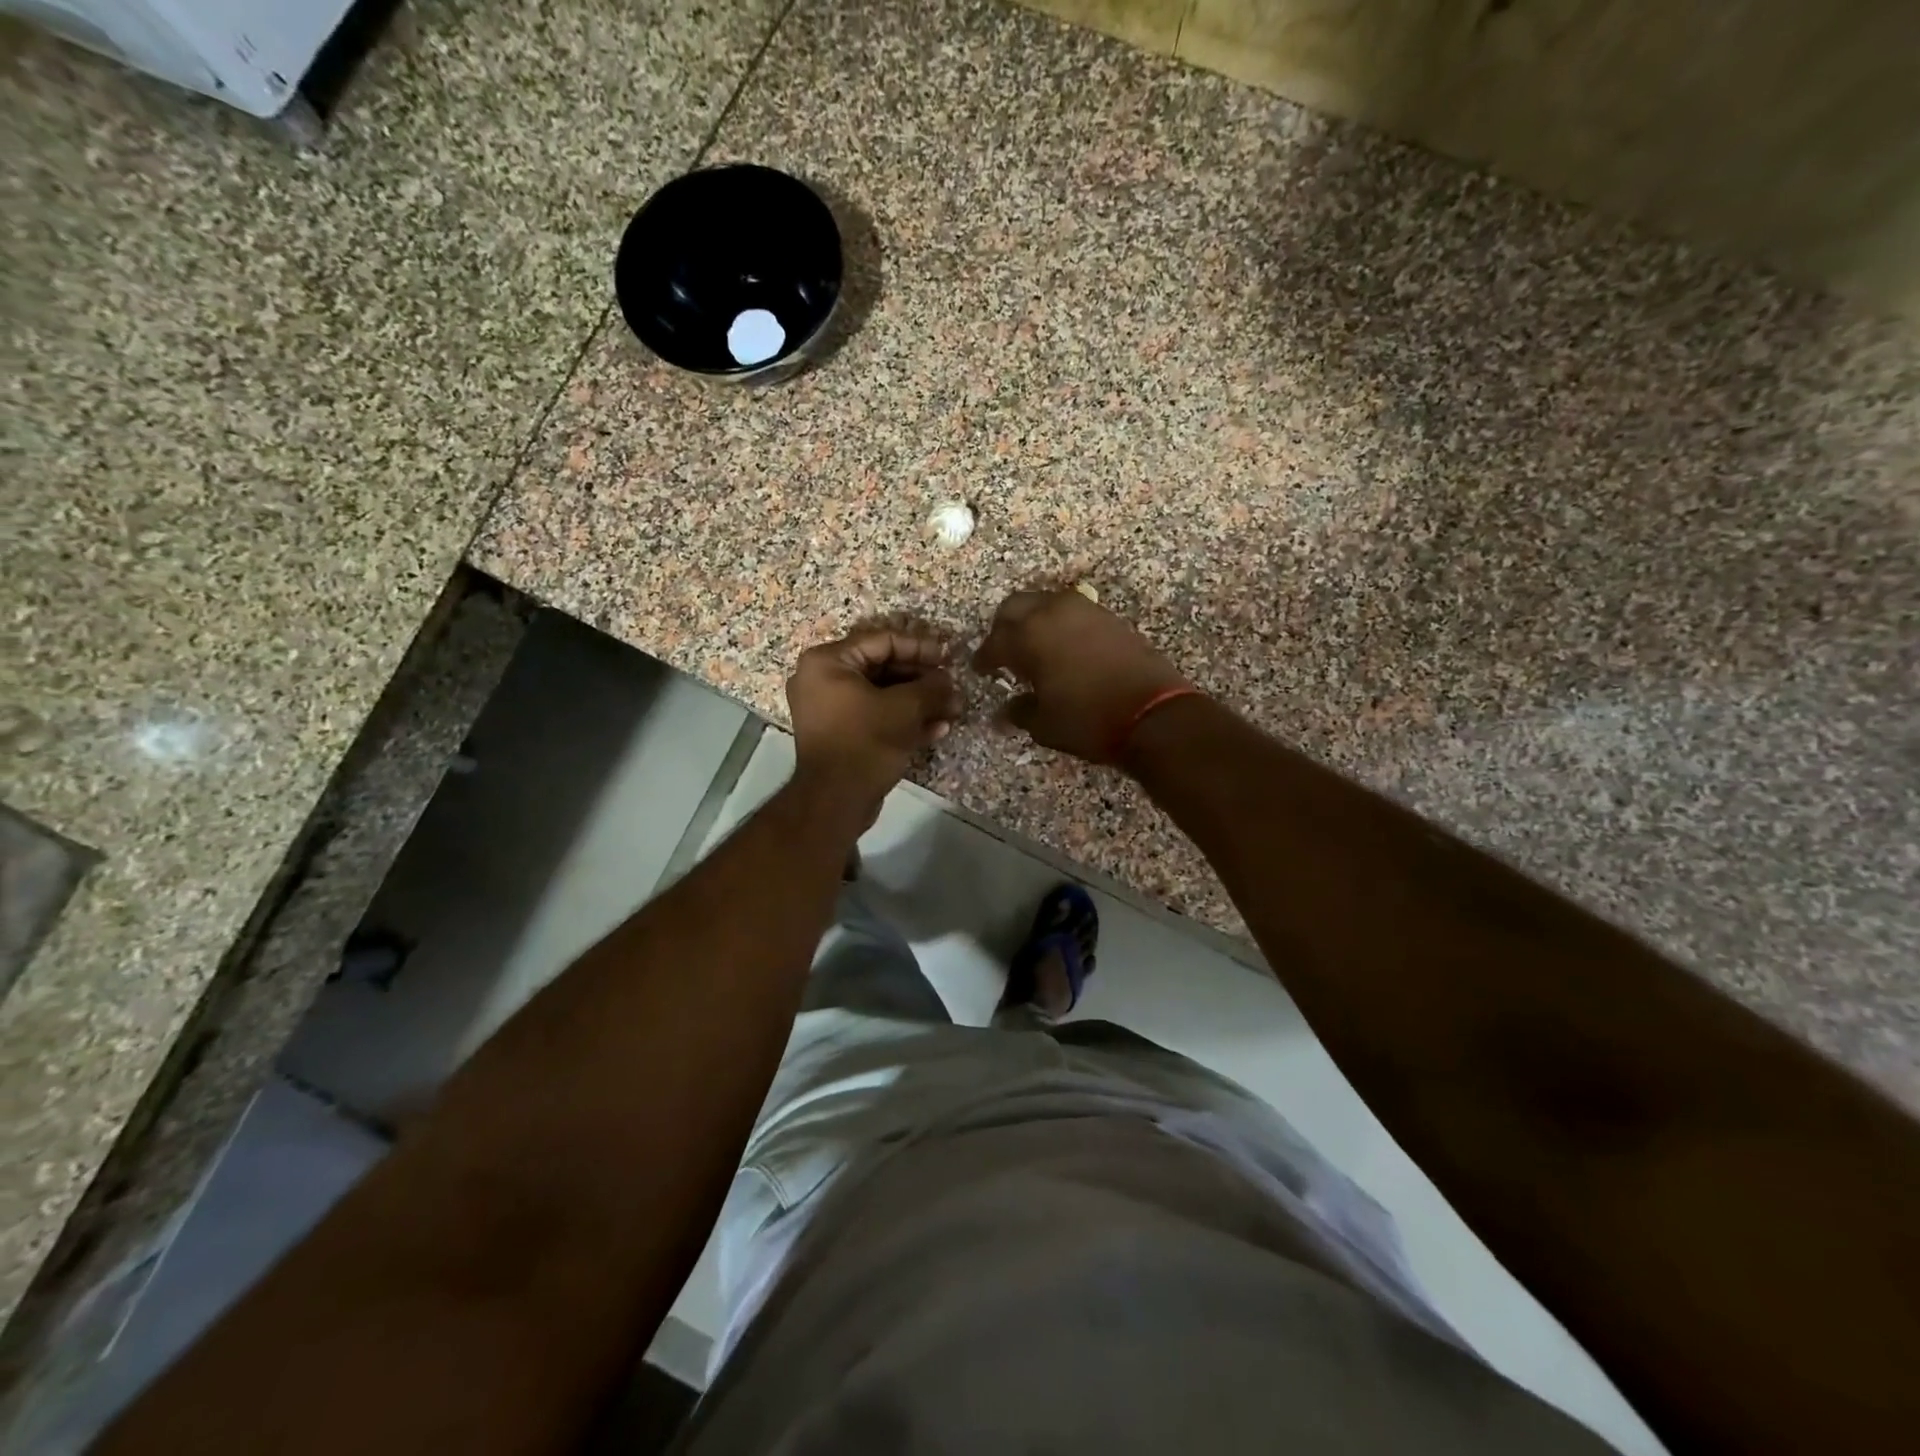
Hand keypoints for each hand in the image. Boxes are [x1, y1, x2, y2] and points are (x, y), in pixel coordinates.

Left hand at [787, 627, 961, 818]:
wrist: (835, 801)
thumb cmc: (865, 742)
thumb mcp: (904, 709)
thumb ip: (931, 687)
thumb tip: (949, 680)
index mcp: (828, 662)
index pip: (882, 641)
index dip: (920, 647)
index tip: (949, 656)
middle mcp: (823, 680)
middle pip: (883, 668)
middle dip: (923, 680)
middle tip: (953, 686)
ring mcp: (831, 710)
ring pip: (883, 696)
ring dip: (920, 702)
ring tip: (953, 709)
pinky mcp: (842, 735)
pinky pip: (875, 717)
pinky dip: (904, 721)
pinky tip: (938, 729)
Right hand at [972, 590, 1191, 763]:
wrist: (1154, 714)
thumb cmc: (1089, 720)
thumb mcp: (1044, 724)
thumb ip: (1020, 711)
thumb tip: (1005, 710)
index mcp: (1029, 636)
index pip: (994, 643)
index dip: (984, 659)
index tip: (980, 671)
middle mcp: (1052, 612)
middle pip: (1014, 607)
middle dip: (1003, 628)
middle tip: (1003, 652)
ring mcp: (1084, 610)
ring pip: (1044, 603)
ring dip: (1032, 621)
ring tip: (1033, 649)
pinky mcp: (1108, 617)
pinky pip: (1071, 612)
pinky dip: (1059, 625)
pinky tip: (1062, 649)